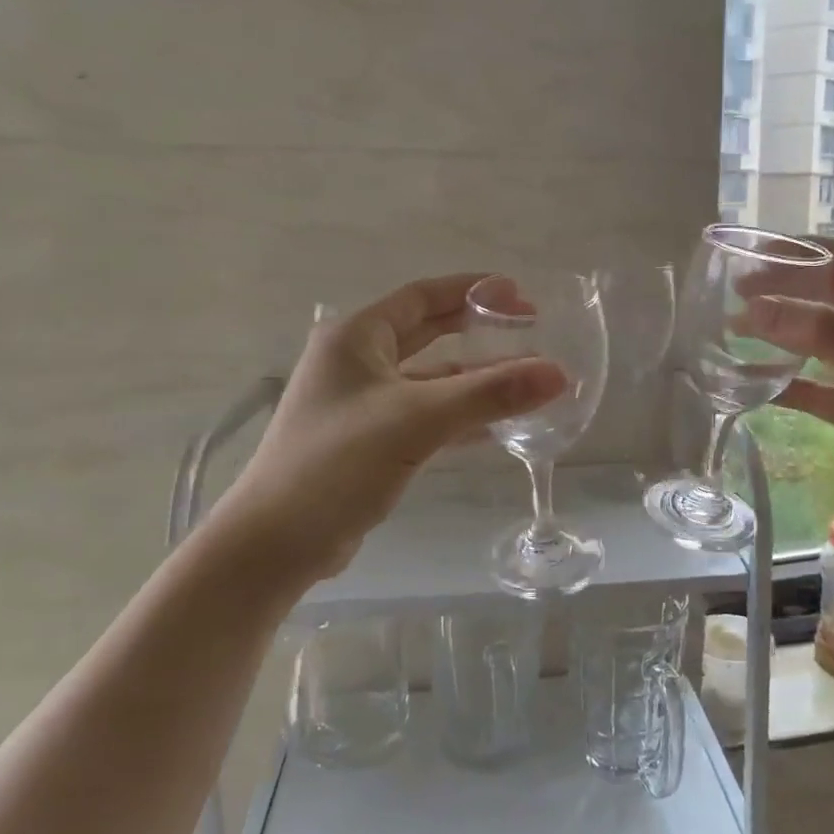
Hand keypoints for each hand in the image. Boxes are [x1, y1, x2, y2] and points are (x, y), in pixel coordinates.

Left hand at [210, 274, 565, 591]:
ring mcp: (362, 403)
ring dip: (474, 377)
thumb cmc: (337, 463)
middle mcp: (356, 361)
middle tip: (528, 329)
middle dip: (477, 329)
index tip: (519, 294)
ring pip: (430, 378)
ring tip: (525, 379)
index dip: (472, 289)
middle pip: (428, 332)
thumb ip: (489, 394)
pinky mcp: (370, 440)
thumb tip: (558, 373)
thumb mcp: (417, 420)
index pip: (422, 296)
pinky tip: (497, 426)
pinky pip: (426, 414)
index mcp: (356, 337)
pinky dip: (460, 415)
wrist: (275, 544)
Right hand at [744, 241, 833, 542]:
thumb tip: (756, 308)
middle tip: (735, 294)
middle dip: (784, 291)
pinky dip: (781, 383)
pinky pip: (812, 389)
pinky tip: (747, 383)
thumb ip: (826, 334)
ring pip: (815, 343)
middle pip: (827, 297)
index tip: (758, 253)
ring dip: (777, 335)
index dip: (806, 250)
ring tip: (732, 331)